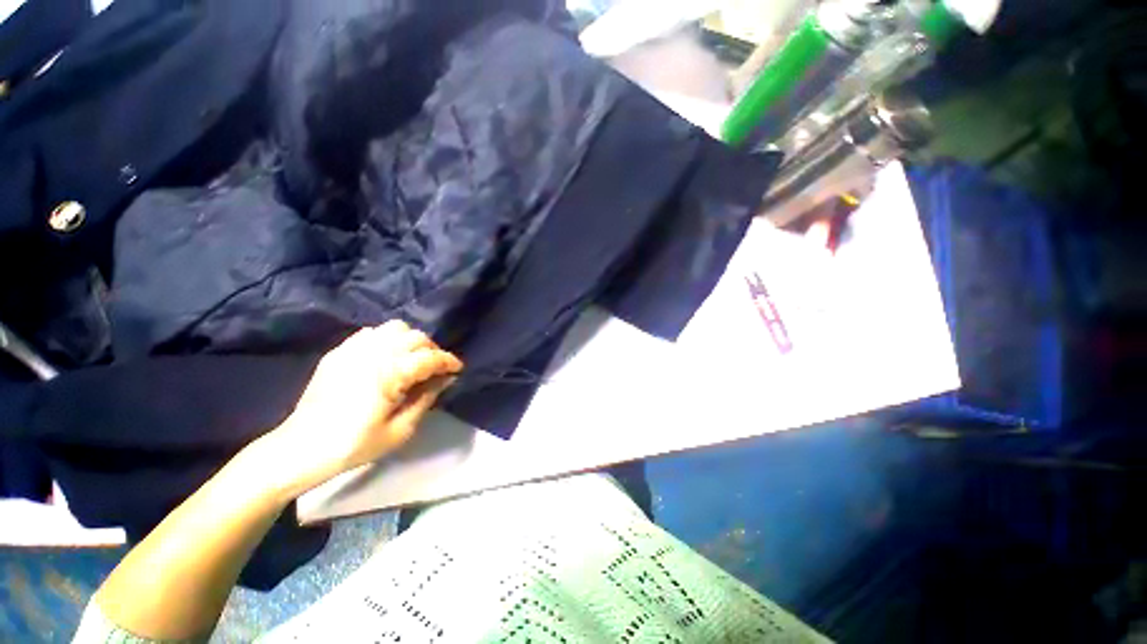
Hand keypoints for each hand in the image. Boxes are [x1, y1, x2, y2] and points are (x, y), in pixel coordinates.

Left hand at [259, 321, 463, 494]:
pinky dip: (387, 339)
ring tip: (412, 359)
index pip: (430, 357)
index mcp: (390, 374)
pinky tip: (387, 357)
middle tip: (435, 369)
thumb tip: (446, 379)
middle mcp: (374, 353)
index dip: (449, 361)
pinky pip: (372, 332)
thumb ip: (427, 399)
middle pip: (416, 337)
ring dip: (411, 340)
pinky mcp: (339, 352)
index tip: (458, 369)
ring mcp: (353, 349)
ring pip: (395, 328)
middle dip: (432, 350)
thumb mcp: (400, 430)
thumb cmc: (354, 445)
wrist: (301, 448)